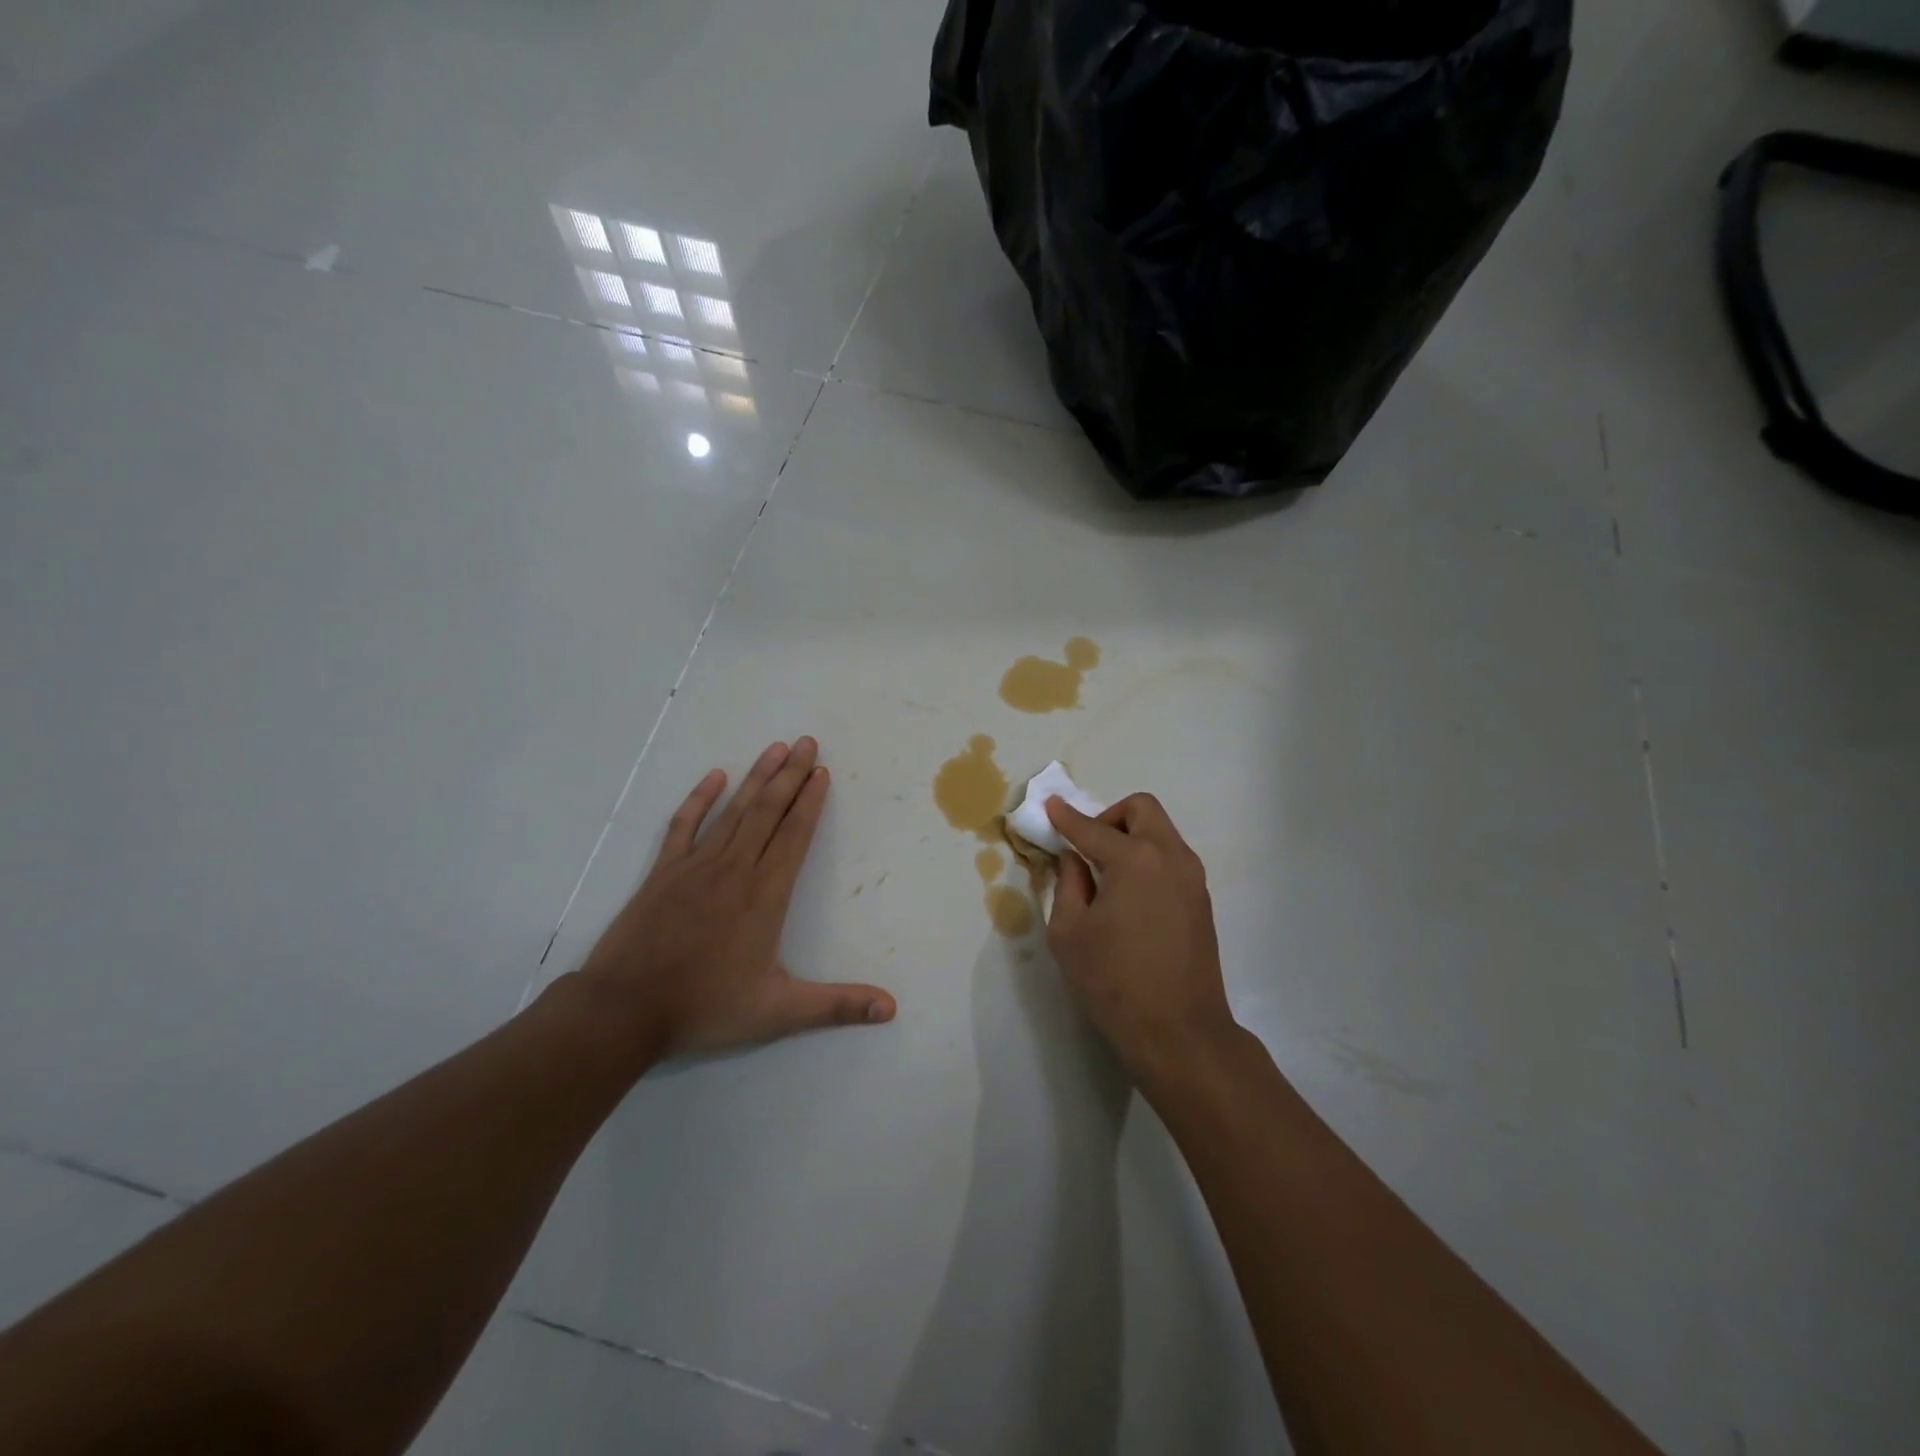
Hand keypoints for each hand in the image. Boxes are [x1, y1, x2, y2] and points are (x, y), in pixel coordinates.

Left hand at [578, 737, 896, 1057]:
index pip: (795, 836)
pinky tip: (714, 777)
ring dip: (756, 777)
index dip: (811, 801)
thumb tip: (892, 1009)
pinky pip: (684, 825)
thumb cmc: (706, 1007)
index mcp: (765, 895)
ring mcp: (696, 866)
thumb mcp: (779, 1012)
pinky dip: (699, 799)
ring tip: (775, 748)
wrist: (625, 1010)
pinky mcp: (664, 871)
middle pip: (768, 811)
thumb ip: (837, 1006)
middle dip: (790, 775)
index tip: (822, 772)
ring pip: (734, 811)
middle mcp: (735, 869)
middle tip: (808, 742)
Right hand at [1044, 794, 1236, 1084]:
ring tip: (1106, 877)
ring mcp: (1192, 877)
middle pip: (1141, 809)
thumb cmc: (1113, 981)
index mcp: (1135, 859)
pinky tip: (1129, 897)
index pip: (1092, 828)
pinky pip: (1171, 858)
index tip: (1051, 805)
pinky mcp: (1201, 900)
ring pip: (1161, 832)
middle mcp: (1170, 856)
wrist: (1179, 1031)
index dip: (1066, 817)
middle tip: (1088, 847)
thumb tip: (1074, 859)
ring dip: (1131, 838)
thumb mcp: (1069, 932)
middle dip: (1109, 817)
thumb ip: (1068, 884)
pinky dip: (1147, 859)